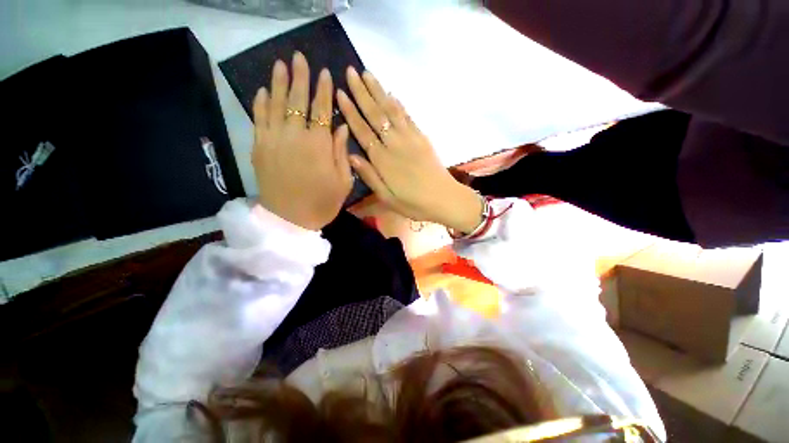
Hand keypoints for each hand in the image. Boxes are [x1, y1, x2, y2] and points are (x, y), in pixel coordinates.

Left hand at [252, 52, 352, 230]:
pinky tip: (263, 90)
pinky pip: (259, 119)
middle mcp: (295, 136)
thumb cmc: (322, 203)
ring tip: (280, 64)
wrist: (289, 220)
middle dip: (300, 77)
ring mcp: (274, 139)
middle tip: (300, 57)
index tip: (324, 73)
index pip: (322, 110)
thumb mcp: (343, 182)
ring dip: (278, 82)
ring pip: (276, 104)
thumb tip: (342, 127)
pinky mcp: (260, 147)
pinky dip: (261, 103)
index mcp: (319, 145)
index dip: (323, 91)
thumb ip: (342, 152)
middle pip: (297, 100)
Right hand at [337, 68, 482, 232]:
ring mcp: (410, 138)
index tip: (340, 93)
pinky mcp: (422, 137)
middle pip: (376, 114)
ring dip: (378, 91)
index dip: (351, 111)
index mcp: (383, 160)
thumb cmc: (413, 203)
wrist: (444, 198)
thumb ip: (369, 176)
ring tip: (367, 73)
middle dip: (361, 92)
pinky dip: (398, 103)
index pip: (362, 130)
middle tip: (350, 72)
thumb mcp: (387, 198)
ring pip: (391, 110)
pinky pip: (407, 116)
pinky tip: (391, 94)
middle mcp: (394, 144)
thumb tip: (351, 156)